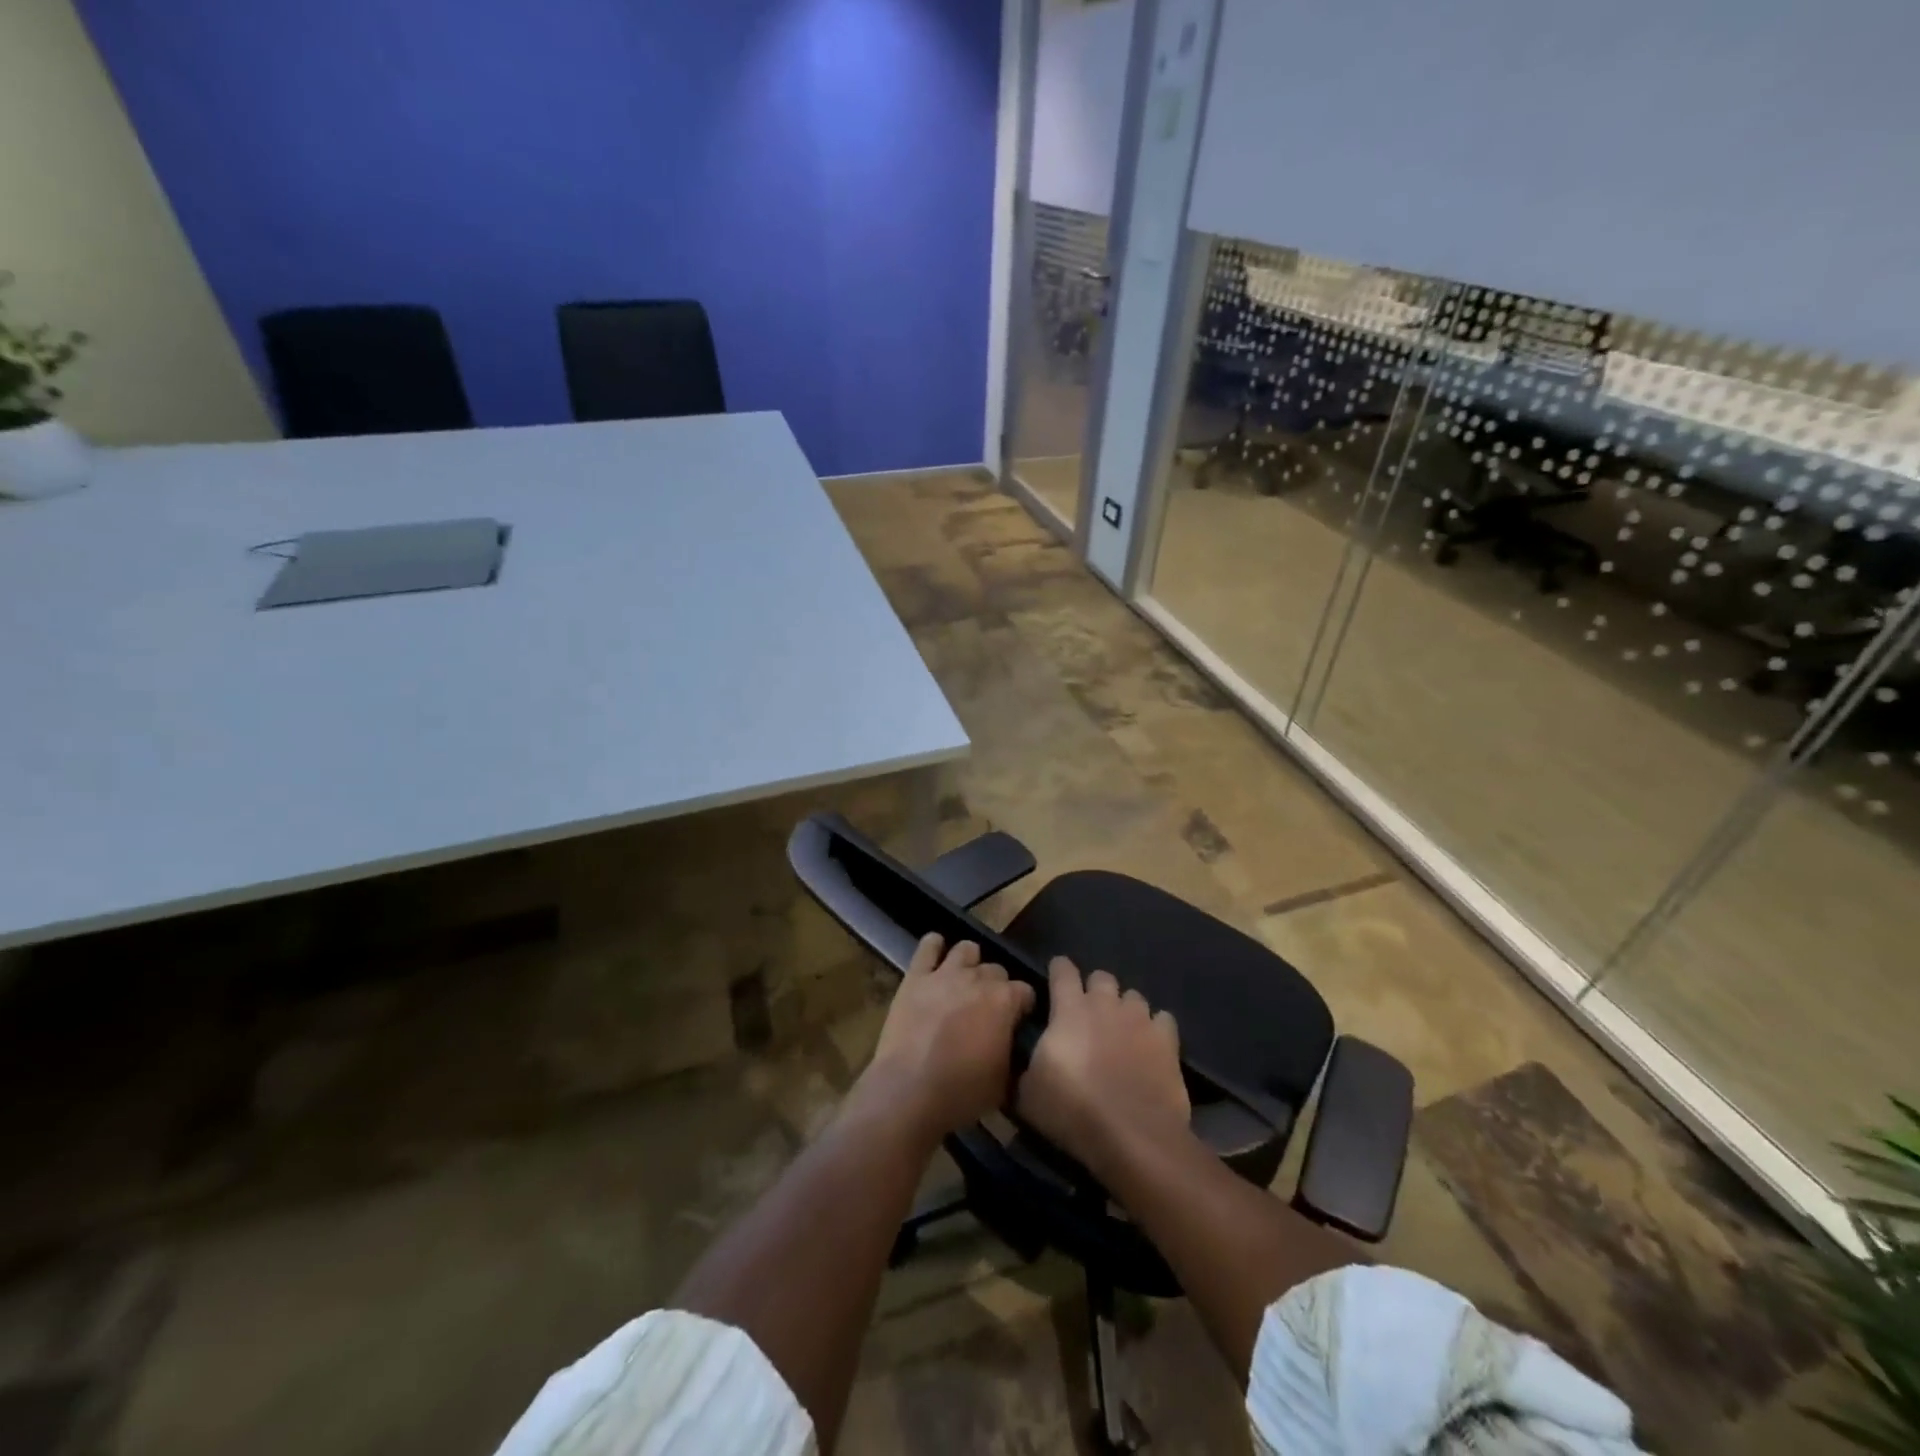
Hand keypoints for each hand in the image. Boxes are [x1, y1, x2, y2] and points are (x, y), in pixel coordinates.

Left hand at [861, 934, 1035, 1142]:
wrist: (909, 1091)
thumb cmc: (962, 1093)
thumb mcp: (1004, 1082)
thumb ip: (1012, 1052)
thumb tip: (1013, 1044)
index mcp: (1004, 1002)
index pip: (1025, 991)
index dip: (1022, 1006)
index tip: (1016, 1021)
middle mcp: (978, 979)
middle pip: (996, 970)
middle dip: (996, 986)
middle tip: (987, 1008)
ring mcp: (945, 973)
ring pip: (967, 949)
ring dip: (970, 963)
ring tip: (964, 981)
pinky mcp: (916, 976)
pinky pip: (928, 946)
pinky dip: (934, 947)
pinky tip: (936, 956)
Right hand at [1017, 958, 1189, 1179]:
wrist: (1132, 1137)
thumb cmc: (1073, 1111)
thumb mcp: (1028, 1095)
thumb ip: (1027, 1066)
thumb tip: (1028, 1062)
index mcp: (1069, 1009)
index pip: (1062, 970)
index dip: (1058, 969)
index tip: (1055, 976)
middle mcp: (1106, 1004)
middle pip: (1101, 977)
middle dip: (1094, 989)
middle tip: (1088, 1013)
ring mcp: (1140, 1019)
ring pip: (1133, 996)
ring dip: (1125, 1008)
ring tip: (1121, 1030)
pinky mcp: (1168, 1041)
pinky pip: (1163, 1020)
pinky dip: (1156, 1028)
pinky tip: (1151, 1045)